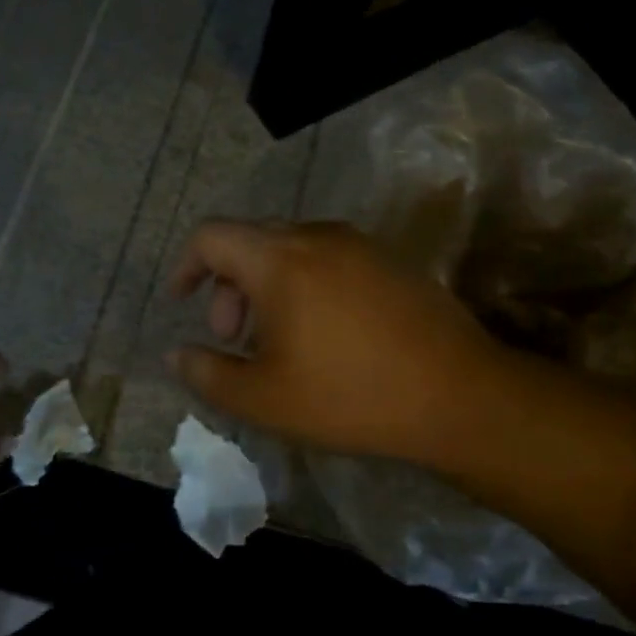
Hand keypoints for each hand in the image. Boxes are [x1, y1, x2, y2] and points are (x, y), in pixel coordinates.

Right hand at [165, 220, 500, 464]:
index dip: (186, 266)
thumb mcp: (264, 399)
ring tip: (278, 340)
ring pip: (292, 250)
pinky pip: (330, 259)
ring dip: (268, 286)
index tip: (182, 302)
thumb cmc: (349, 395)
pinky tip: (324, 334)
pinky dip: (305, 285)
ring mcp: (360, 245)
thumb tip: (176, 354)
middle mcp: (318, 236)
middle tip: (235, 339)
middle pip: (251, 241)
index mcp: (279, 259)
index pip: (211, 236)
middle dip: (228, 285)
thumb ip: (208, 374)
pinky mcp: (391, 262)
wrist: (458, 395)